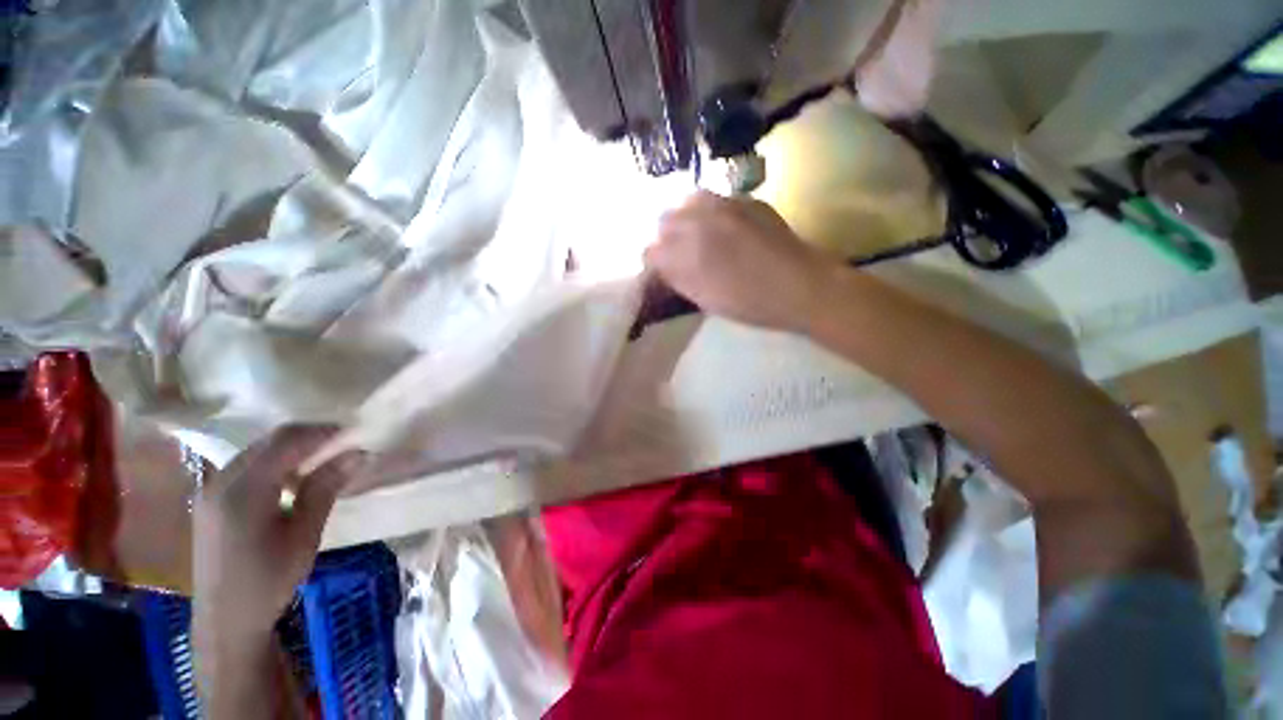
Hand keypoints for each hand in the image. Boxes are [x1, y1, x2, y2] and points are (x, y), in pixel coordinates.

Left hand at [193, 425, 363, 702]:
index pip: (285, 442)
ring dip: (292, 449)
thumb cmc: (270, 580)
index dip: (321, 432)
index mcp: (242, 490)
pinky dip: (275, 463)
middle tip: (343, 444)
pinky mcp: (210, 500)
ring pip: (257, 451)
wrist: (226, 621)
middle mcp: (221, 481)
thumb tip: (359, 453)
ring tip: (323, 459)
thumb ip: (326, 488)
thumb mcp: (305, 534)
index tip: (354, 433)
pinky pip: (247, 466)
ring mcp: (211, 490)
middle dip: (308, 437)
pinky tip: (292, 479)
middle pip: (268, 442)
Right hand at [645, 191, 835, 331]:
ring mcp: (723, 204)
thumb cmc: (749, 303)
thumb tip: (661, 266)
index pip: (651, 252)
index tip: (666, 273)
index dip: (656, 264)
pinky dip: (712, 213)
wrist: (800, 286)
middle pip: (664, 221)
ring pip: (688, 203)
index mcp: (684, 252)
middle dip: (668, 238)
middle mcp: (697, 220)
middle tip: (683, 255)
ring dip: (687, 219)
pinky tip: (727, 229)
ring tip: (702, 236)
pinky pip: (716, 200)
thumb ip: (676, 278)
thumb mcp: (703, 299)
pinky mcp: (745, 200)